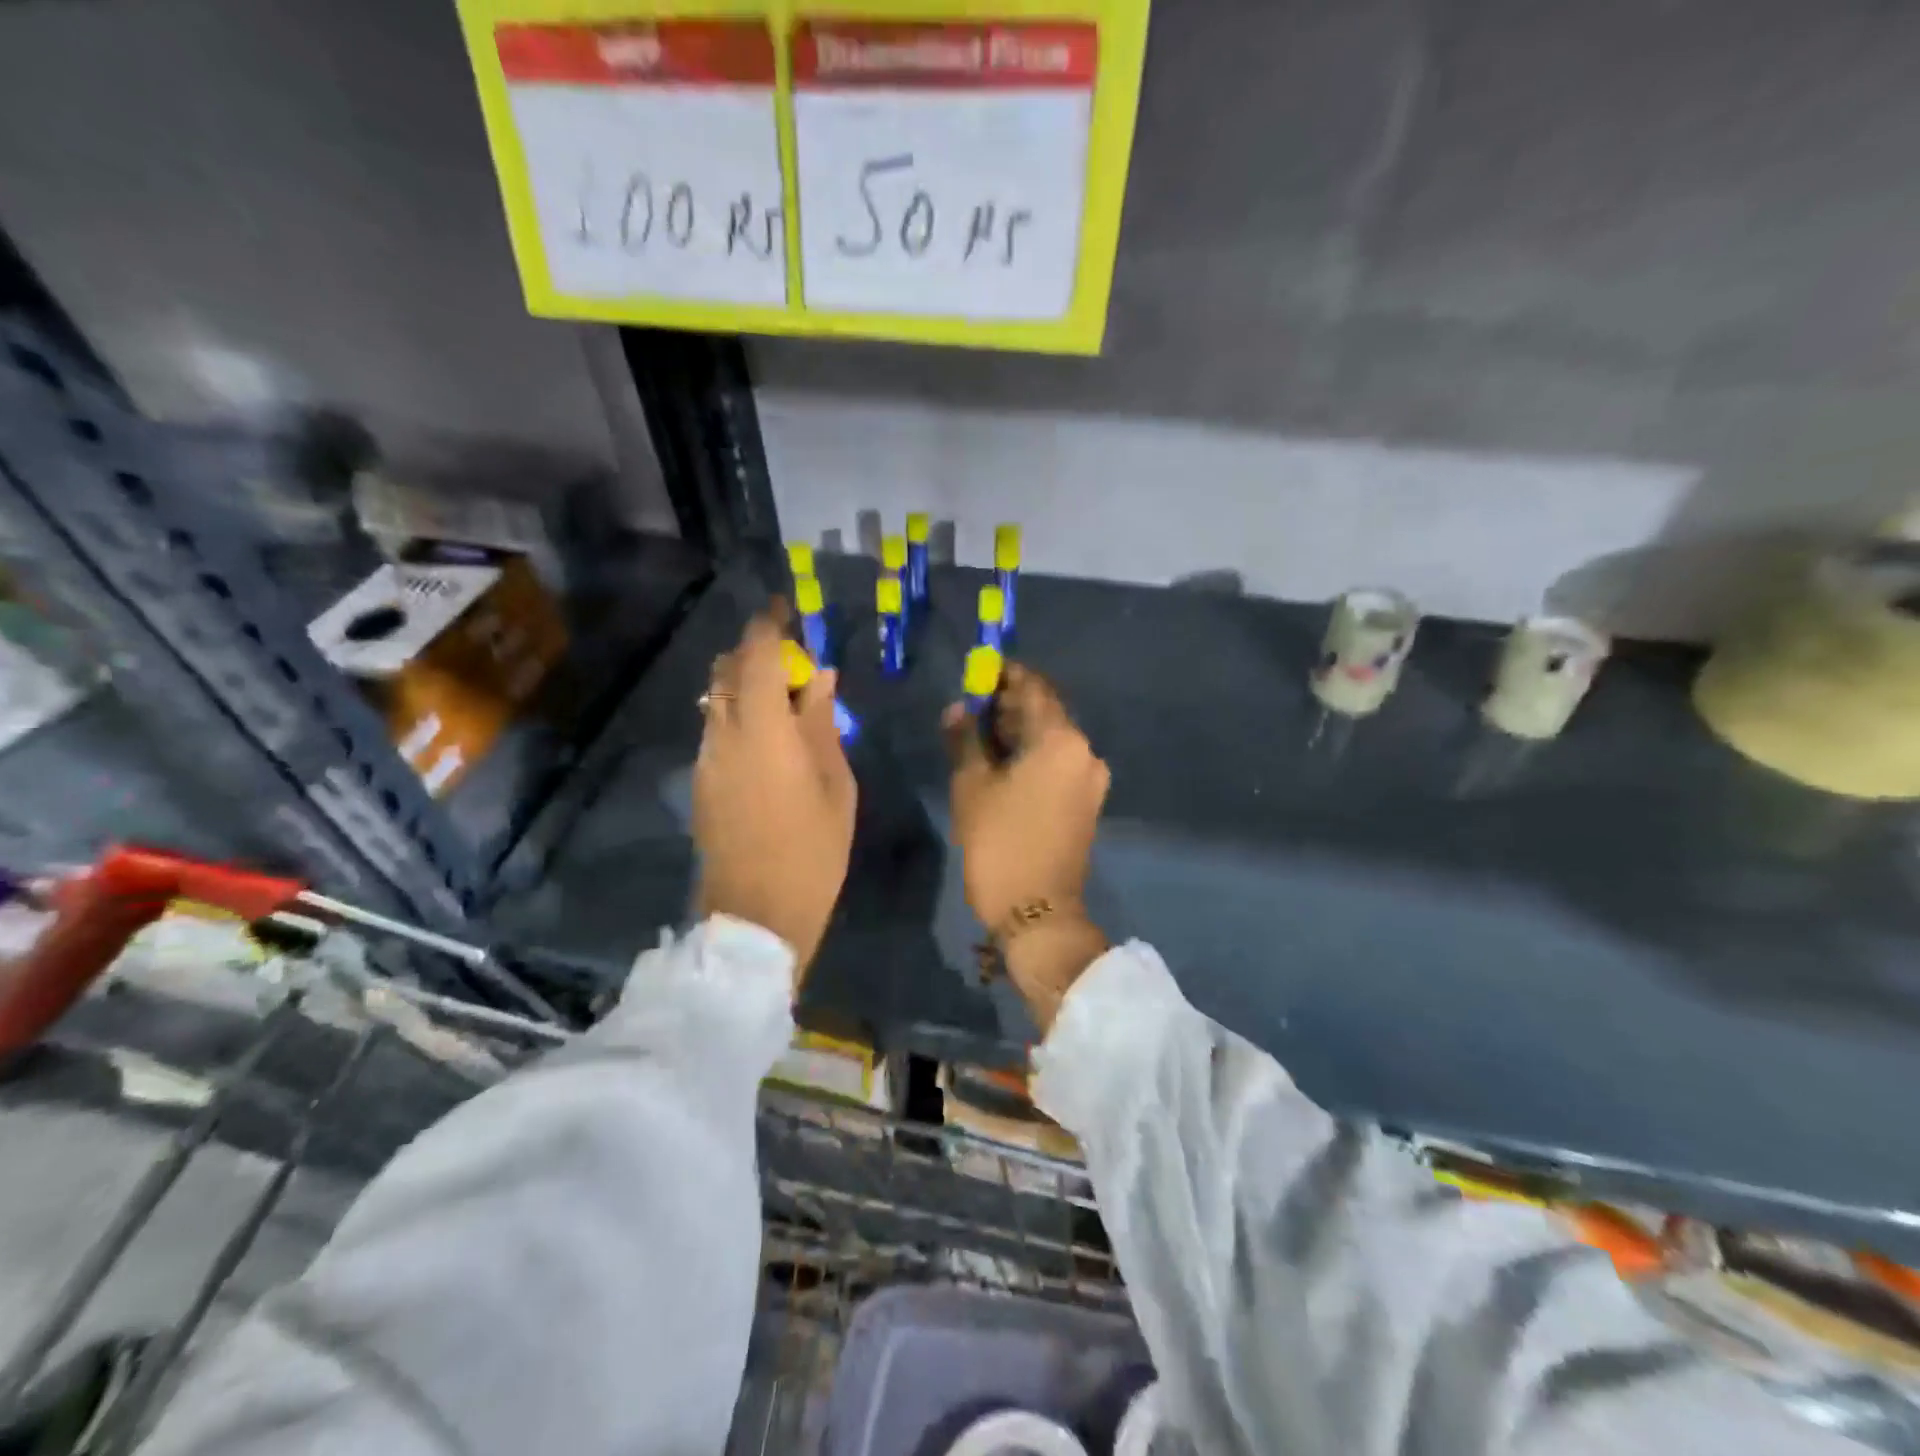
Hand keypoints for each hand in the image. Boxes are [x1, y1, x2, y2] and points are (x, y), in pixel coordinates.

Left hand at [694, 605, 856, 981]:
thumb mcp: (835, 784)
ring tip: (786, 706)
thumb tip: (819, 677)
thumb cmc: (813, 850)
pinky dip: (738, 717)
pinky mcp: (700, 783)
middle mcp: (723, 735)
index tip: (787, 613)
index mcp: (762, 730)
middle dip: (756, 654)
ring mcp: (705, 760)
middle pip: (726, 671)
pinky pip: (716, 730)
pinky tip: (769, 743)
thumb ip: (822, 723)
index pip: (756, 656)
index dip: (769, 628)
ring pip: (717, 701)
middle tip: (794, 666)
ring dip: (746, 688)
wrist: (755, 915)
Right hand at [946, 665, 1111, 1031]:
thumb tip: (959, 709)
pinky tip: (1003, 763)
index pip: (1034, 688)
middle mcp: (1084, 752)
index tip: (978, 672)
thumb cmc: (1000, 843)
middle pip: (1046, 712)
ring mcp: (1090, 779)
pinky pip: (1058, 763)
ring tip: (981, 735)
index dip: (1005, 676)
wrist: (1038, 913)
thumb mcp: (972, 787)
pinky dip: (1033, 755)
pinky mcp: (1087, 802)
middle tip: (972, 706)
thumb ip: (965, 739)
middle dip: (1010, 705)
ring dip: (1020, 731)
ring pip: (1052, 739)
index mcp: (1061, 740)